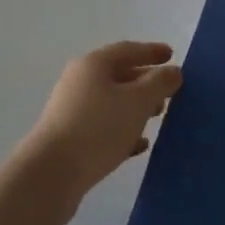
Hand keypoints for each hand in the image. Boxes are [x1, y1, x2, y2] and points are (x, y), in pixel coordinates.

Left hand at [14, 42, 182, 218]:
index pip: (128, 50)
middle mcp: (79, 82)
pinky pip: (103, 127)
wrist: (51, 175)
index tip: (172, 55)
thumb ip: (159, 83)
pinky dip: (123, 130)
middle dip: (146, 81)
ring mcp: (72, 111)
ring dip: (136, 107)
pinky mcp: (70, 139)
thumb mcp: (138, 101)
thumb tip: (173, 71)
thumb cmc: (98, 128)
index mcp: (93, 65)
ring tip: (158, 116)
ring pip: (112, 102)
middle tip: (169, 91)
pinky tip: (139, 145)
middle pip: (119, 75)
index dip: (152, 51)